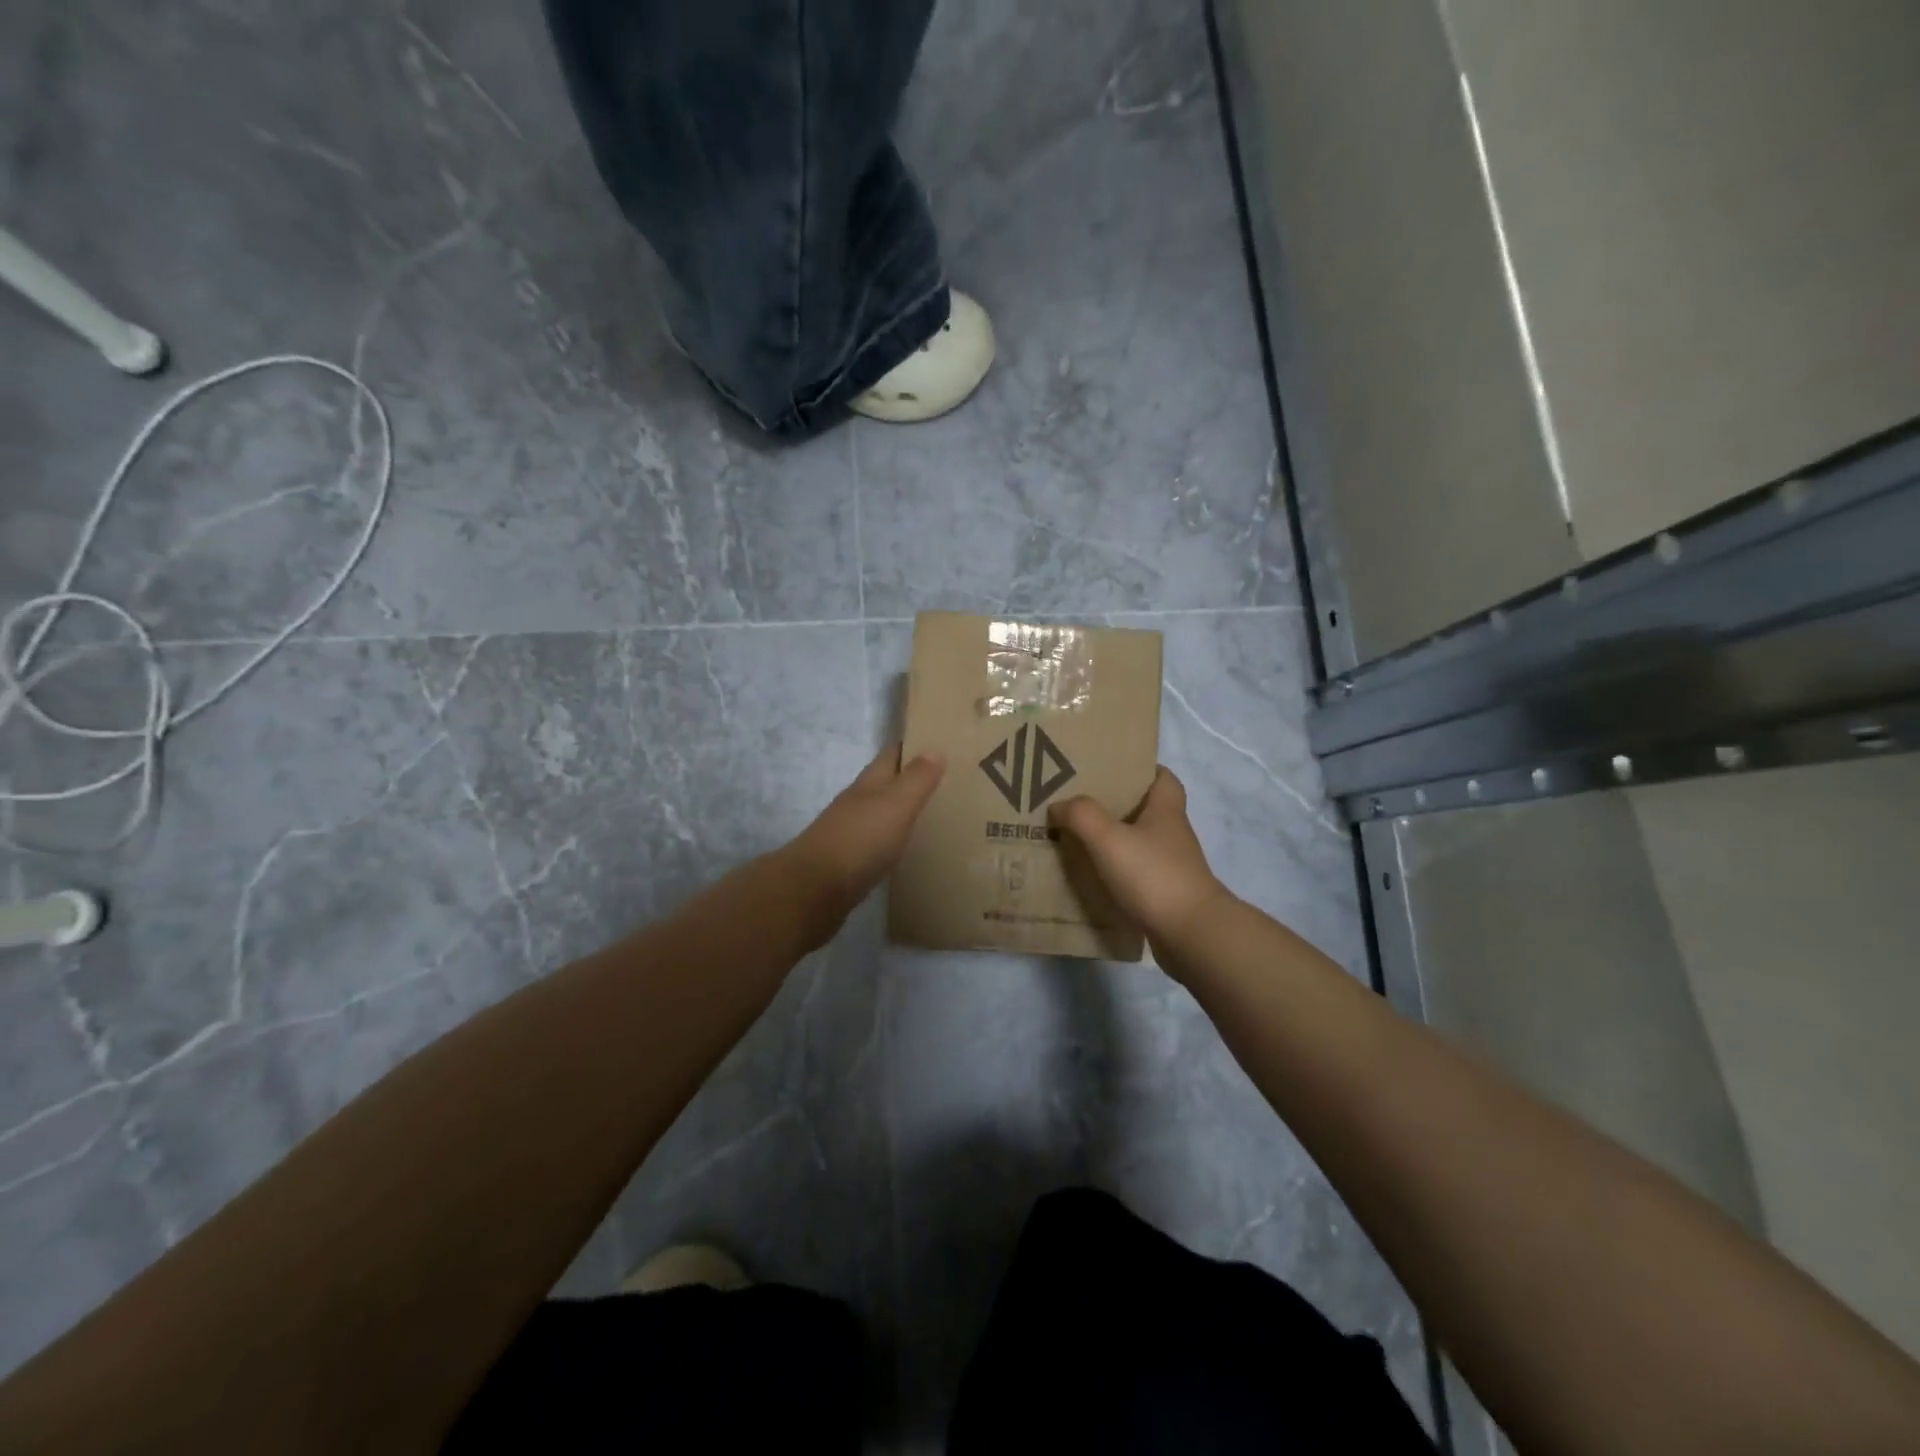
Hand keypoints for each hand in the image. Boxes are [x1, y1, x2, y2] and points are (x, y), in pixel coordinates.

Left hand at [782, 743, 945, 934]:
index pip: (892, 754)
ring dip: (903, 808)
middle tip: (948, 779)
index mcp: (869, 784)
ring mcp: (851, 832)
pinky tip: (908, 847)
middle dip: (912, 777)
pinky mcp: (850, 862)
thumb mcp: (895, 805)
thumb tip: (935, 747)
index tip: (940, 740)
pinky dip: (895, 838)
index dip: (913, 744)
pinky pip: (878, 841)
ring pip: (881, 812)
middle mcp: (857, 803)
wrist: (813, 890)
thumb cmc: (859, 840)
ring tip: (935, 812)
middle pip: (886, 782)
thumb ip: (916, 779)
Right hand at [1050, 767, 1230, 951]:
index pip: (1161, 777)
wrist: (1191, 935)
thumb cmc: (1152, 875)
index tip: (1108, 769)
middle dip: (1114, 805)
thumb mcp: (1108, 838)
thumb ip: (1081, 815)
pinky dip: (1115, 873)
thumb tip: (1060, 805)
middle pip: (1145, 809)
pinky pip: (1135, 875)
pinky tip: (1089, 878)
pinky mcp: (1165, 894)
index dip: (1139, 769)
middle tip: (1077, 803)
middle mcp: (1172, 834)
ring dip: (1112, 841)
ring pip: (1138, 843)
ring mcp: (1171, 866)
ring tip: (1075, 839)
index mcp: (1166, 810)